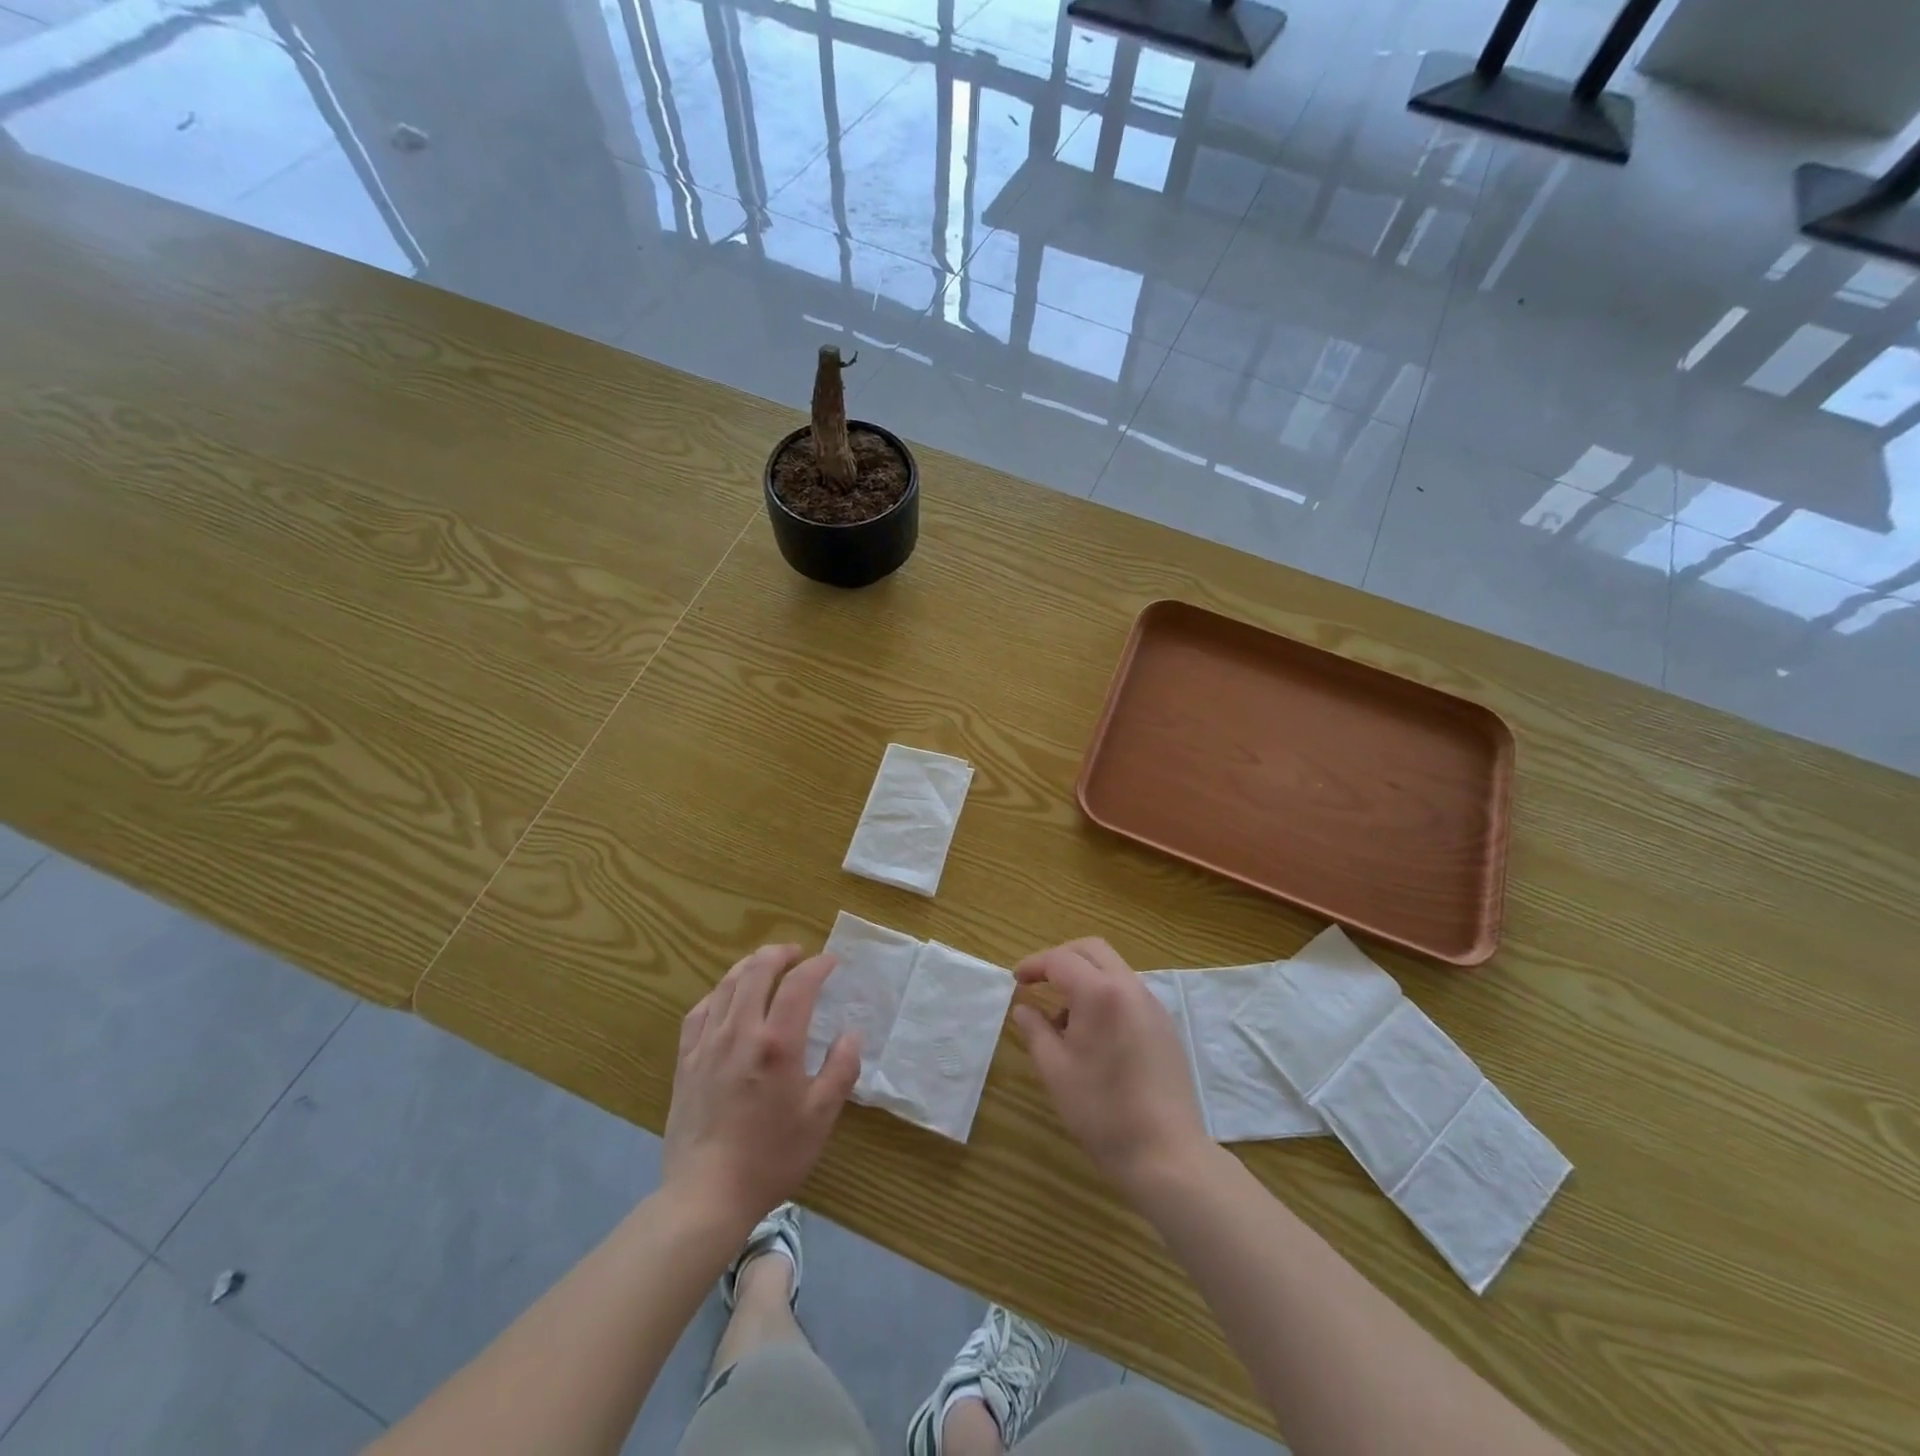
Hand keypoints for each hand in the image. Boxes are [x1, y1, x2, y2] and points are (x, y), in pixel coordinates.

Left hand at [662, 944, 860, 1230]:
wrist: (706, 1195)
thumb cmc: (771, 1157)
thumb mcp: (821, 1117)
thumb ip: (841, 1069)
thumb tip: (851, 1034)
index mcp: (778, 1043)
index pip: (799, 984)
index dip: (817, 965)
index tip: (831, 962)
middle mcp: (741, 1032)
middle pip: (757, 972)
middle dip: (780, 954)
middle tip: (797, 954)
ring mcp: (708, 1044)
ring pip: (726, 985)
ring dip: (749, 966)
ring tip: (764, 964)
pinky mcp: (686, 1061)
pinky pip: (699, 1012)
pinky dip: (716, 994)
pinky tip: (724, 998)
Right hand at [1012, 938, 1208, 1200]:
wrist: (1166, 1154)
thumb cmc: (1102, 1111)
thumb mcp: (1055, 1071)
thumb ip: (1035, 1031)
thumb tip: (1023, 1008)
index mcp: (1100, 993)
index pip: (1060, 960)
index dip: (1034, 965)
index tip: (1015, 980)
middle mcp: (1130, 988)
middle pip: (1092, 950)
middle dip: (1061, 958)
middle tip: (1039, 982)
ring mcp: (1153, 1006)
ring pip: (1113, 969)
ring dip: (1084, 978)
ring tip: (1062, 1019)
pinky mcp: (1165, 1026)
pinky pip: (1129, 993)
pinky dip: (1105, 996)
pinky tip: (1093, 1035)